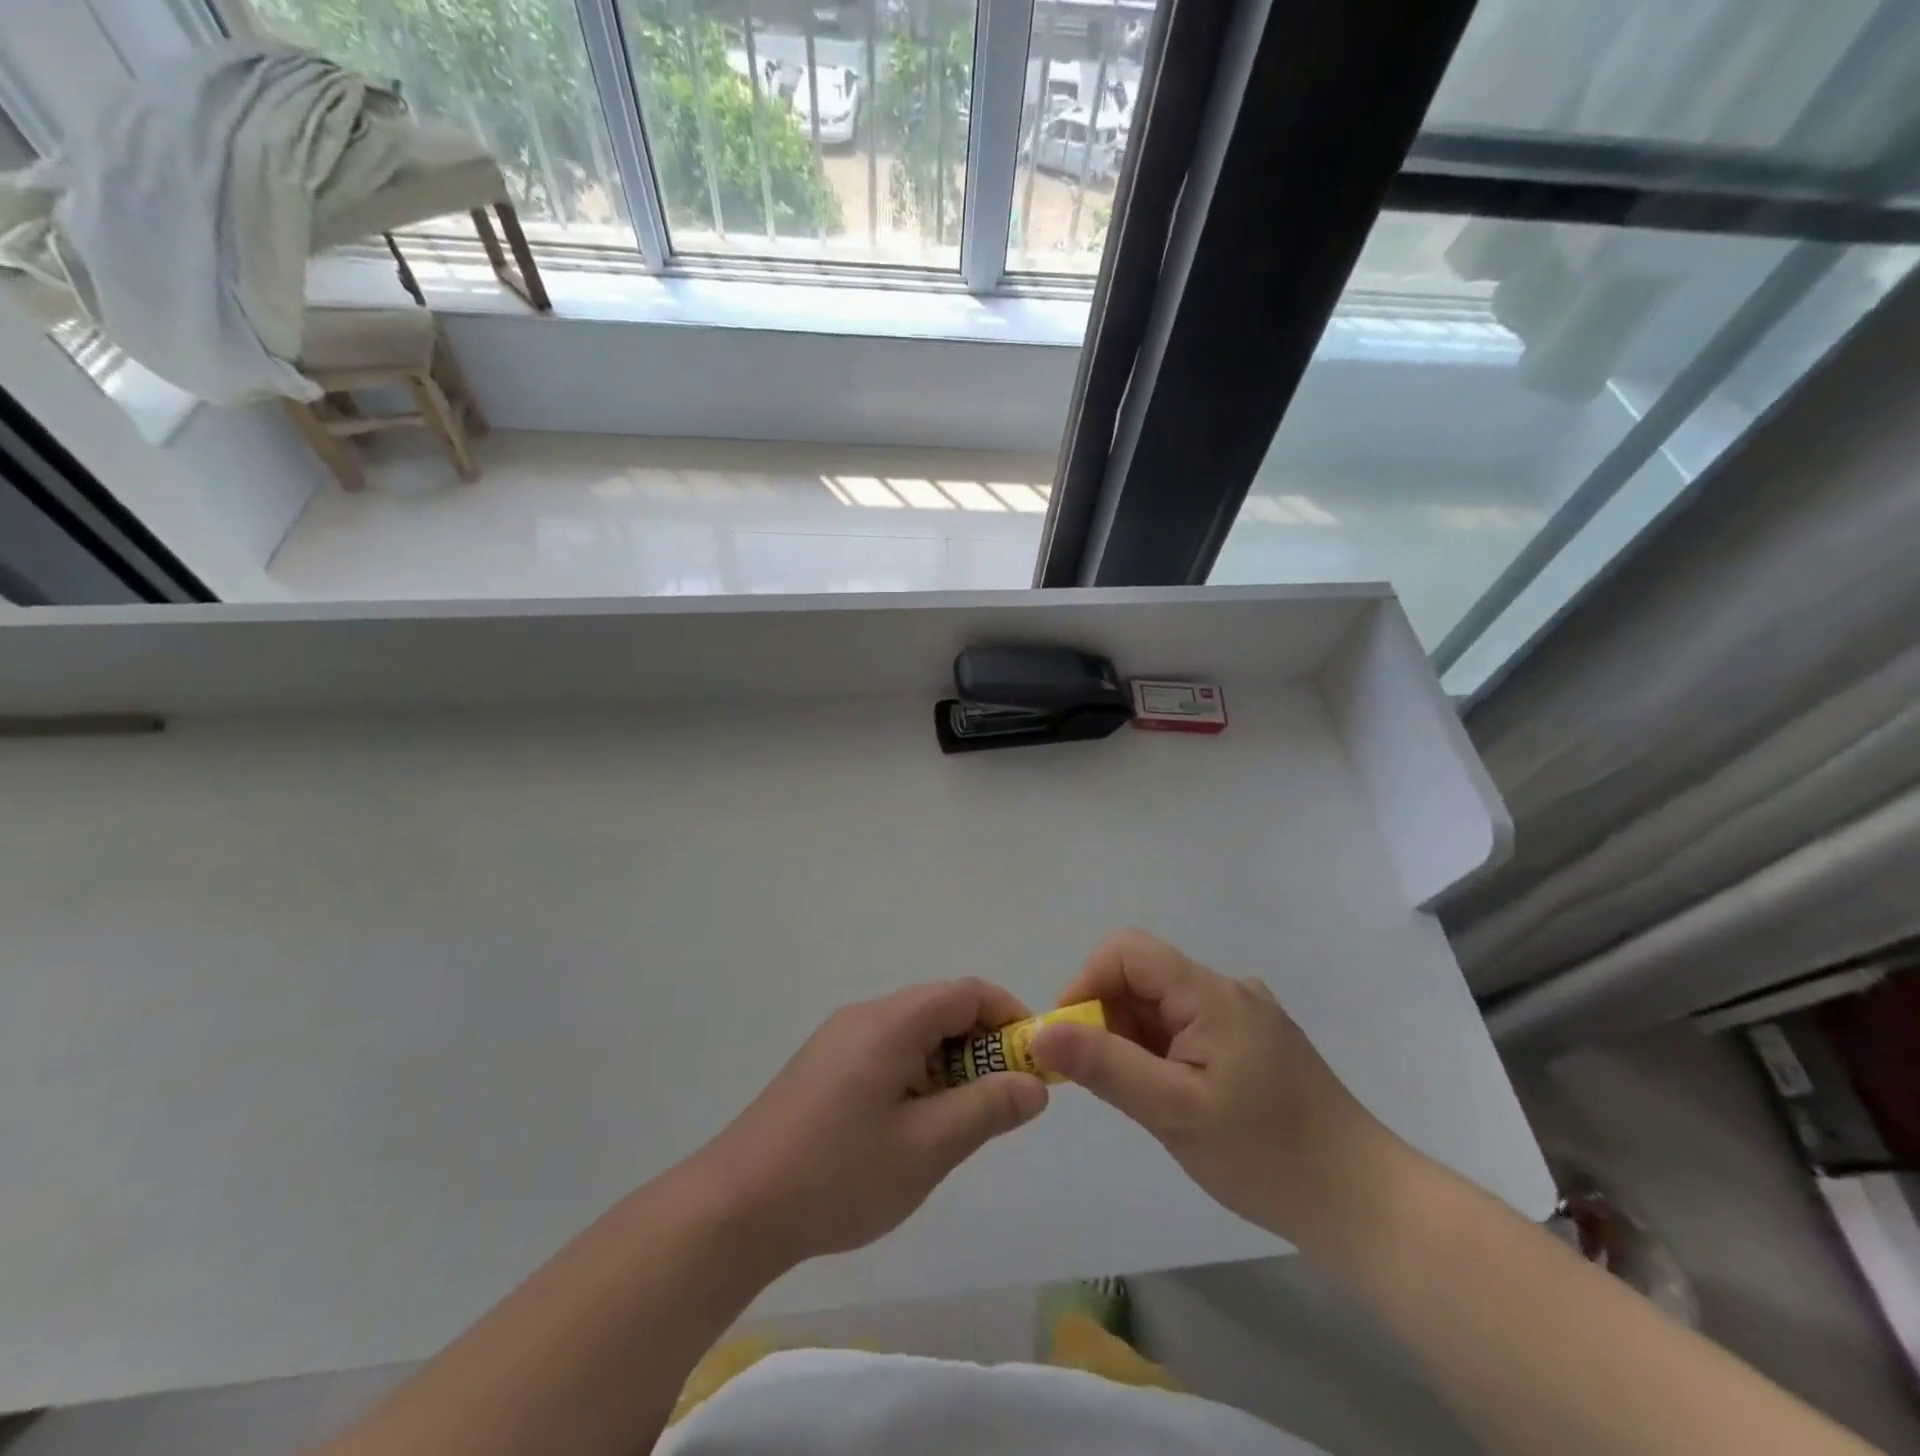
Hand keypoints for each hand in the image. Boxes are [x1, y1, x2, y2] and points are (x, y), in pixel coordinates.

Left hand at [691, 979, 1048, 1267]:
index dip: (1010, 1017)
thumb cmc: (838, 1175)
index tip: (1035, 1062)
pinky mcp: (823, 1065)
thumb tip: (1034, 1084)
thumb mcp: (925, 1149)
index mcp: (890, 1022)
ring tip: (958, 1122)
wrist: (733, 1208)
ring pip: (914, 1032)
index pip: (967, 992)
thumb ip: (986, 1110)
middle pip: (940, 1009)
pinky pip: (886, 1051)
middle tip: (1001, 1102)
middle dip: (982, 1046)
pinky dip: (916, 1073)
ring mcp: (839, 1039)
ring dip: (949, 1064)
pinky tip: (910, 1126)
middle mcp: (865, 1016)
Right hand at [1029, 929, 1402, 1249]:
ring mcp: (1246, 1015)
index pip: (1128, 951)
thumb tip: (1040, 1033)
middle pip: (1144, 977)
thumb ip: (1104, 1065)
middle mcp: (1228, 990)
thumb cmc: (1267, 1155)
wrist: (1365, 1203)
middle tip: (1104, 1082)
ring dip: (1136, 1040)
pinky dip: (1164, 1052)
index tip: (1070, 1040)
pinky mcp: (1256, 1042)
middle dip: (1108, 1018)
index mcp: (1210, 993)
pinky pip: (1189, 1027)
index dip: (1087, 982)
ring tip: (1146, 1099)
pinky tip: (1176, 1099)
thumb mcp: (1174, 1111)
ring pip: (1164, 1005)